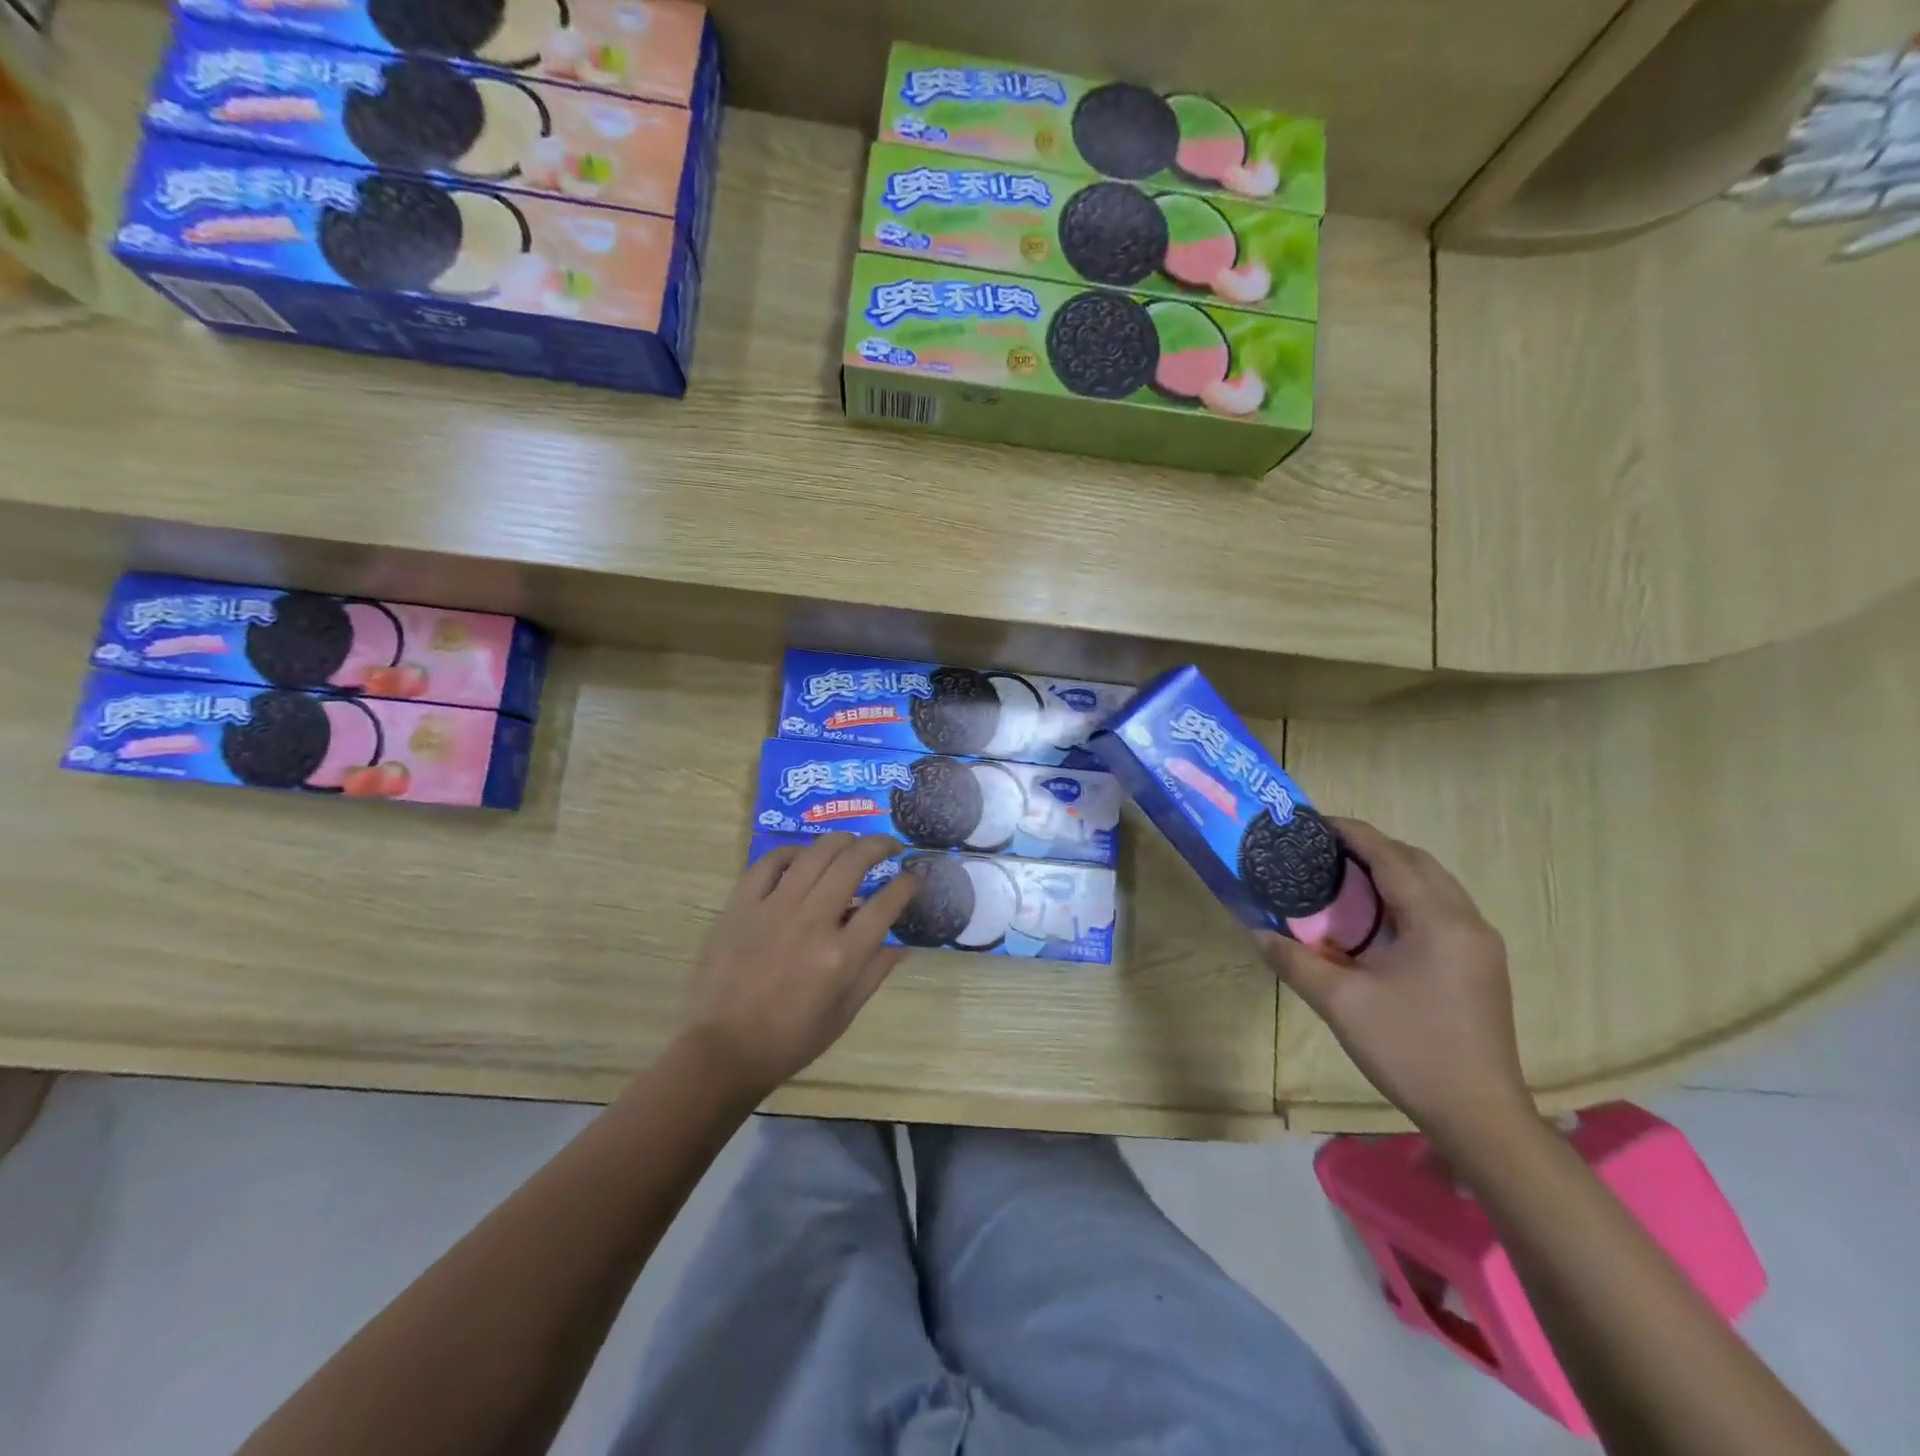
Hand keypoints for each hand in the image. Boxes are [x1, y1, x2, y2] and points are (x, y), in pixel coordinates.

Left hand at [680, 834, 918, 1099]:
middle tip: (890, 846)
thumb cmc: (789, 1040)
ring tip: (852, 842)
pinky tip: (804, 856)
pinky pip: (770, 862)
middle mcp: (812, 922)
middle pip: (853, 863)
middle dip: (879, 846)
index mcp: (841, 956)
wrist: (722, 1049)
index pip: (885, 904)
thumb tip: (901, 945)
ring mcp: (774, 908)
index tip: (913, 875)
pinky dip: (793, 852)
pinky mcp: (742, 905)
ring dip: (841, 840)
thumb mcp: (843, 1015)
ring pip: (815, 853)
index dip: (906, 884)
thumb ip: (874, 973)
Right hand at [1258, 818, 1531, 1148]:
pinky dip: (1409, 895)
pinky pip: (1443, 907)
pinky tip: (1380, 917)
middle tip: (1326, 851)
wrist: (1479, 1114)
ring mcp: (1480, 943)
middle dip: (1373, 847)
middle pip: (1418, 862)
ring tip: (1346, 877)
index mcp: (1436, 922)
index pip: (1391, 857)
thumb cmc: (1408, 1050)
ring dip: (1394, 870)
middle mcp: (1466, 921)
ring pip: (1435, 883)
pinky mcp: (1482, 964)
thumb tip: (1256, 931)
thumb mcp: (1339, 1003)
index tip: (1316, 822)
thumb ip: (1294, 960)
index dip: (1353, 833)